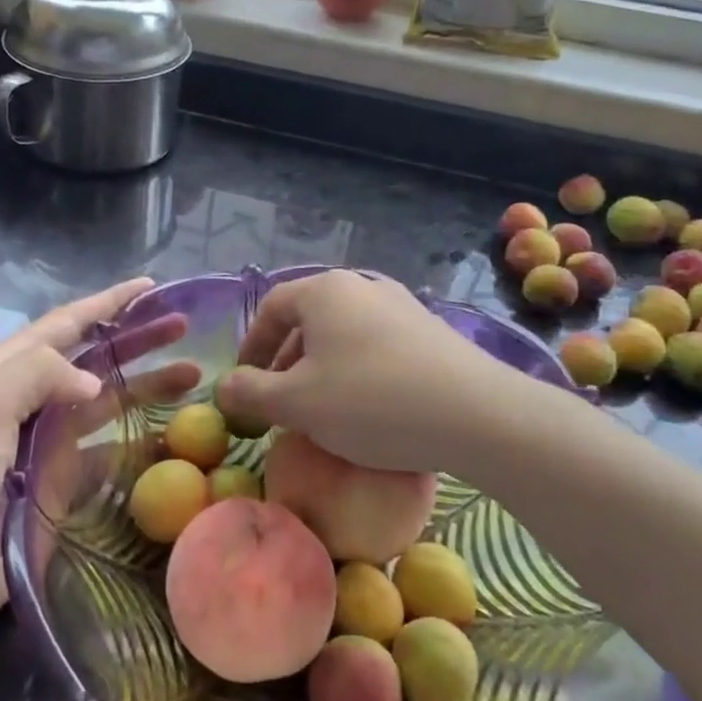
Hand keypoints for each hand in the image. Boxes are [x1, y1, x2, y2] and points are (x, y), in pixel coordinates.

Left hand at [0, 277, 196, 642]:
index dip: (108, 302)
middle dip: (138, 338)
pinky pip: (109, 452)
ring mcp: (47, 443)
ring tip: (194, 377)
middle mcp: (31, 400)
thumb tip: (93, 381)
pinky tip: (173, 439)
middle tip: (186, 328)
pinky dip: (140, 441)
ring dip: (147, 385)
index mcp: (7, 372)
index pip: (66, 324)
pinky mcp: (60, 482)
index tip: (152, 287)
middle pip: (95, 358)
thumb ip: (34, 375)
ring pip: (108, 402)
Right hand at [217, 270, 529, 480]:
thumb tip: (224, 385)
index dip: (252, 345)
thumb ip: (252, 392)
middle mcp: (363, 286)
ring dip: (322, 368)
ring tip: (321, 408)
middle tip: (280, 401)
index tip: (245, 382)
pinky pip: (377, 346)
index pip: (272, 307)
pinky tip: (368, 409)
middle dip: (286, 360)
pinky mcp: (431, 331)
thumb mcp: (297, 403)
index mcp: (324, 291)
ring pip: (344, 334)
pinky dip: (358, 371)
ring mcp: (402, 305)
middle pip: (309, 319)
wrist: (477, 414)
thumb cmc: (371, 401)